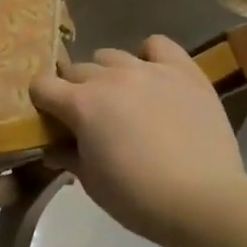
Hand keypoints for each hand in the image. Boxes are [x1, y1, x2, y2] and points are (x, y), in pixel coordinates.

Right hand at [31, 35, 246, 246]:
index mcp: (81, 104)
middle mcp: (110, 78)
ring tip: (121, 98)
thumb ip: (67, 156)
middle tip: (87, 117)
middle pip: (76, 69)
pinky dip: (149, 56)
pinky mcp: (184, 72)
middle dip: (74, 90)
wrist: (204, 201)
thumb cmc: (138, 197)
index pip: (42, 86)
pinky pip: (158, 45)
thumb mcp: (91, 182)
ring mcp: (149, 70)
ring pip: (111, 56)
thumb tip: (53, 147)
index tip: (51, 120)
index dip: (42, 102)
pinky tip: (152, 76)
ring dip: (107, 74)